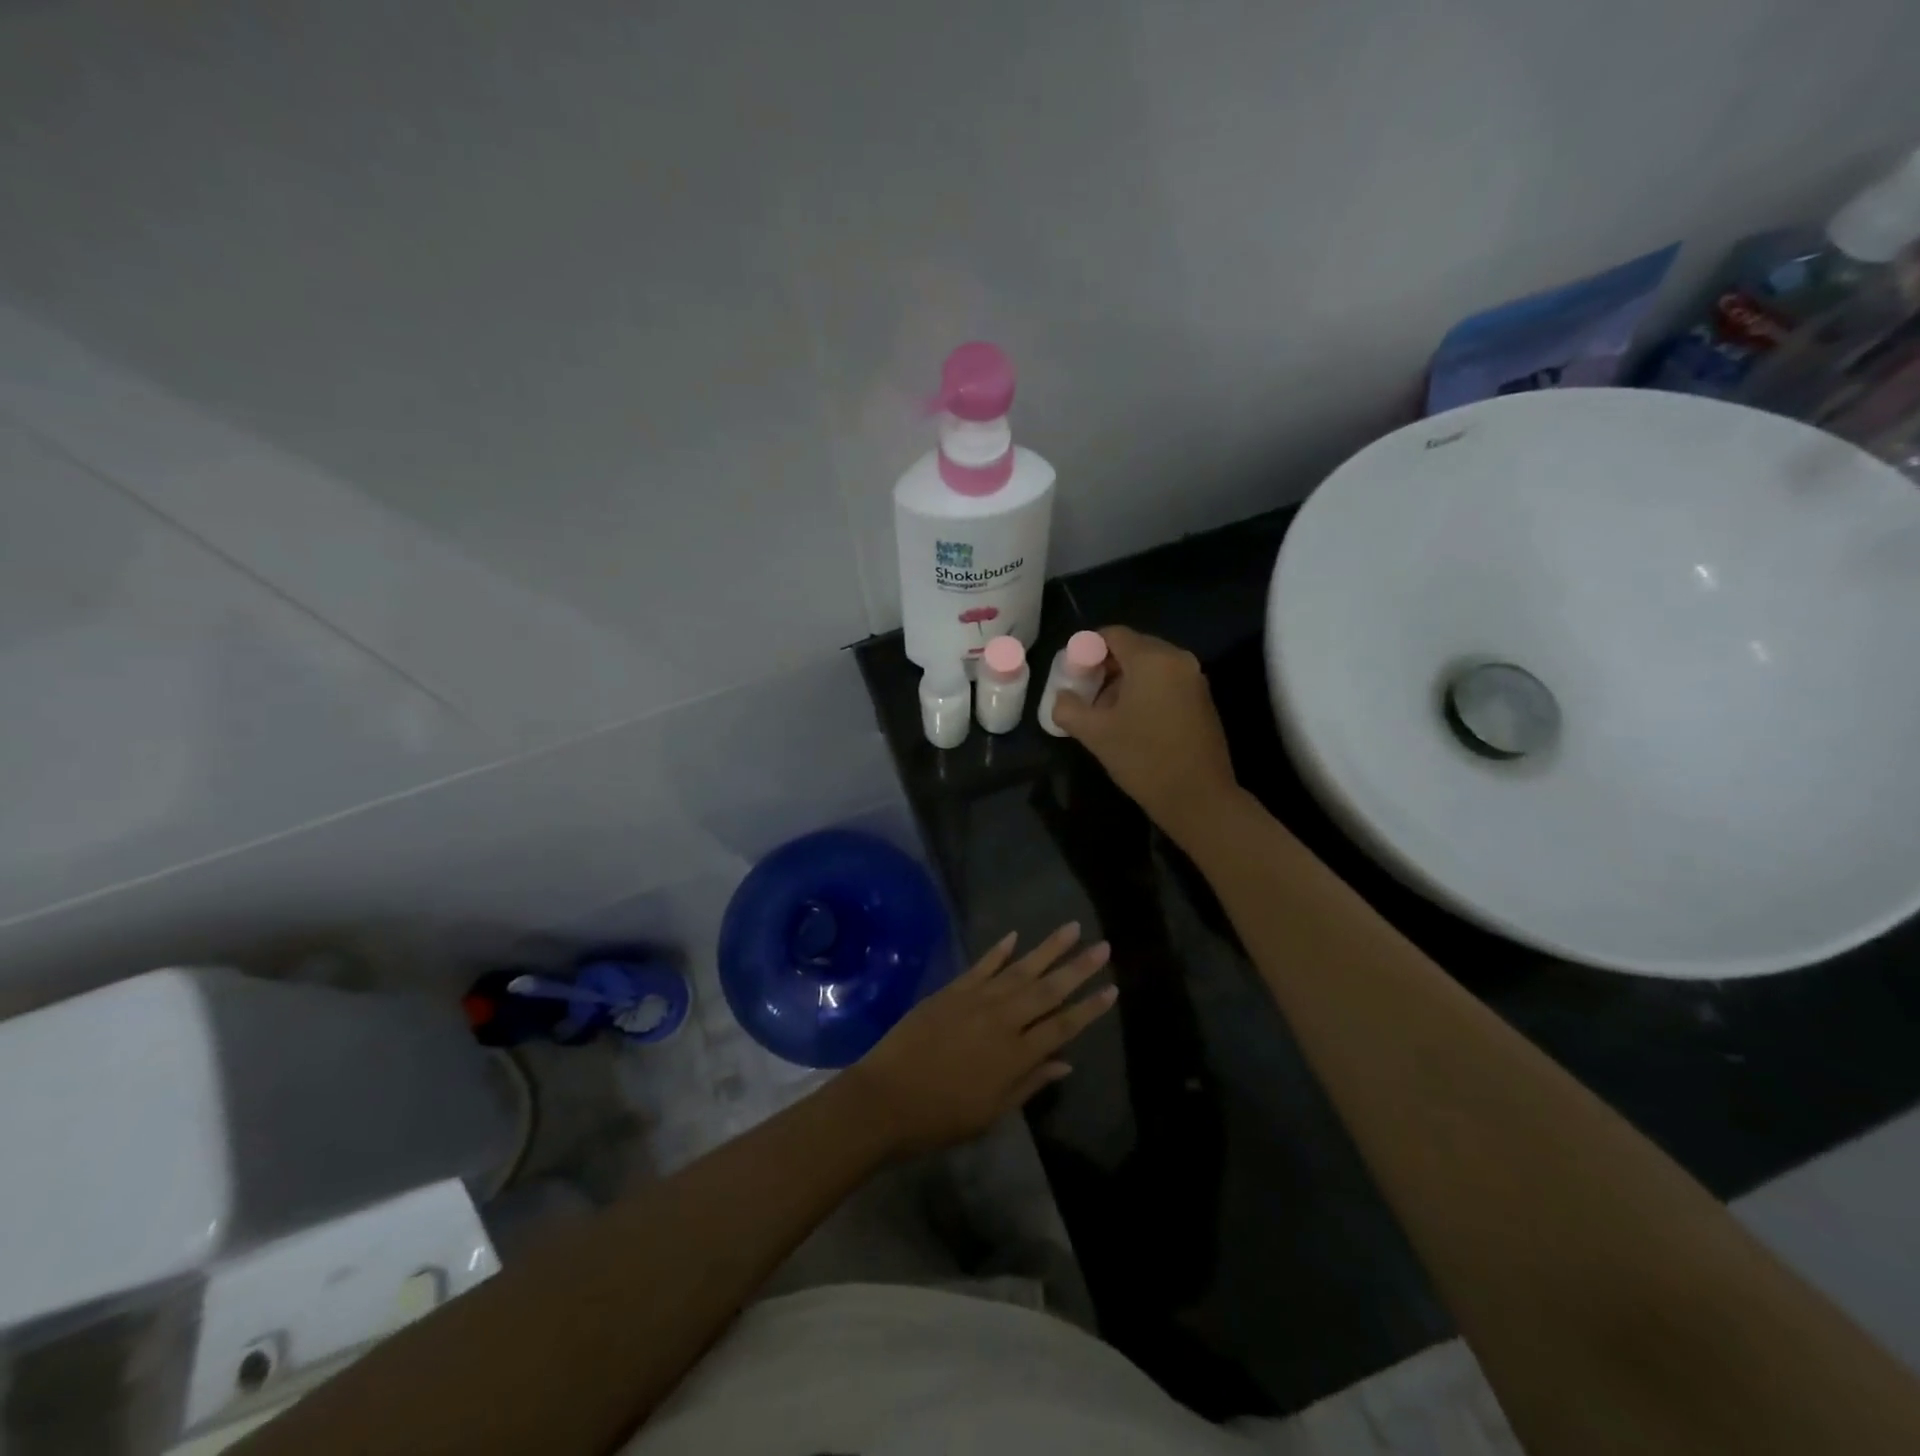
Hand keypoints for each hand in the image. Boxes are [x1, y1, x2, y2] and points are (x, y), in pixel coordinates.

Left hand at [846, 924, 1115, 1156]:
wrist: (885, 1099)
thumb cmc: (940, 1117)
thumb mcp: (992, 1113)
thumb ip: (1030, 1084)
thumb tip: (1065, 1063)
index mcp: (1016, 1055)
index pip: (1063, 1026)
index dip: (1089, 1008)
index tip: (1113, 989)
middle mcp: (1002, 1020)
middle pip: (1048, 990)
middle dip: (1078, 967)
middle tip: (1104, 946)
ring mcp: (976, 1000)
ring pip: (1020, 969)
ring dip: (1048, 948)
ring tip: (1071, 928)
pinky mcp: (952, 991)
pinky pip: (981, 965)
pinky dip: (999, 950)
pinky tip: (1015, 936)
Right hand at [1048, 626, 1239, 842]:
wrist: (1198, 797)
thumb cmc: (1143, 759)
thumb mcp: (1095, 734)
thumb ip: (1068, 708)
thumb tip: (1062, 697)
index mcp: (1151, 659)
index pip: (1112, 634)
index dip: (1086, 649)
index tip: (1072, 675)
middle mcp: (1177, 659)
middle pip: (1133, 647)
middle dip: (1105, 666)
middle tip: (1085, 693)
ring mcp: (1194, 678)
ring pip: (1150, 665)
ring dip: (1124, 680)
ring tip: (1106, 711)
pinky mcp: (1202, 699)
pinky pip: (1166, 681)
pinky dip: (1146, 690)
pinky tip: (1132, 721)